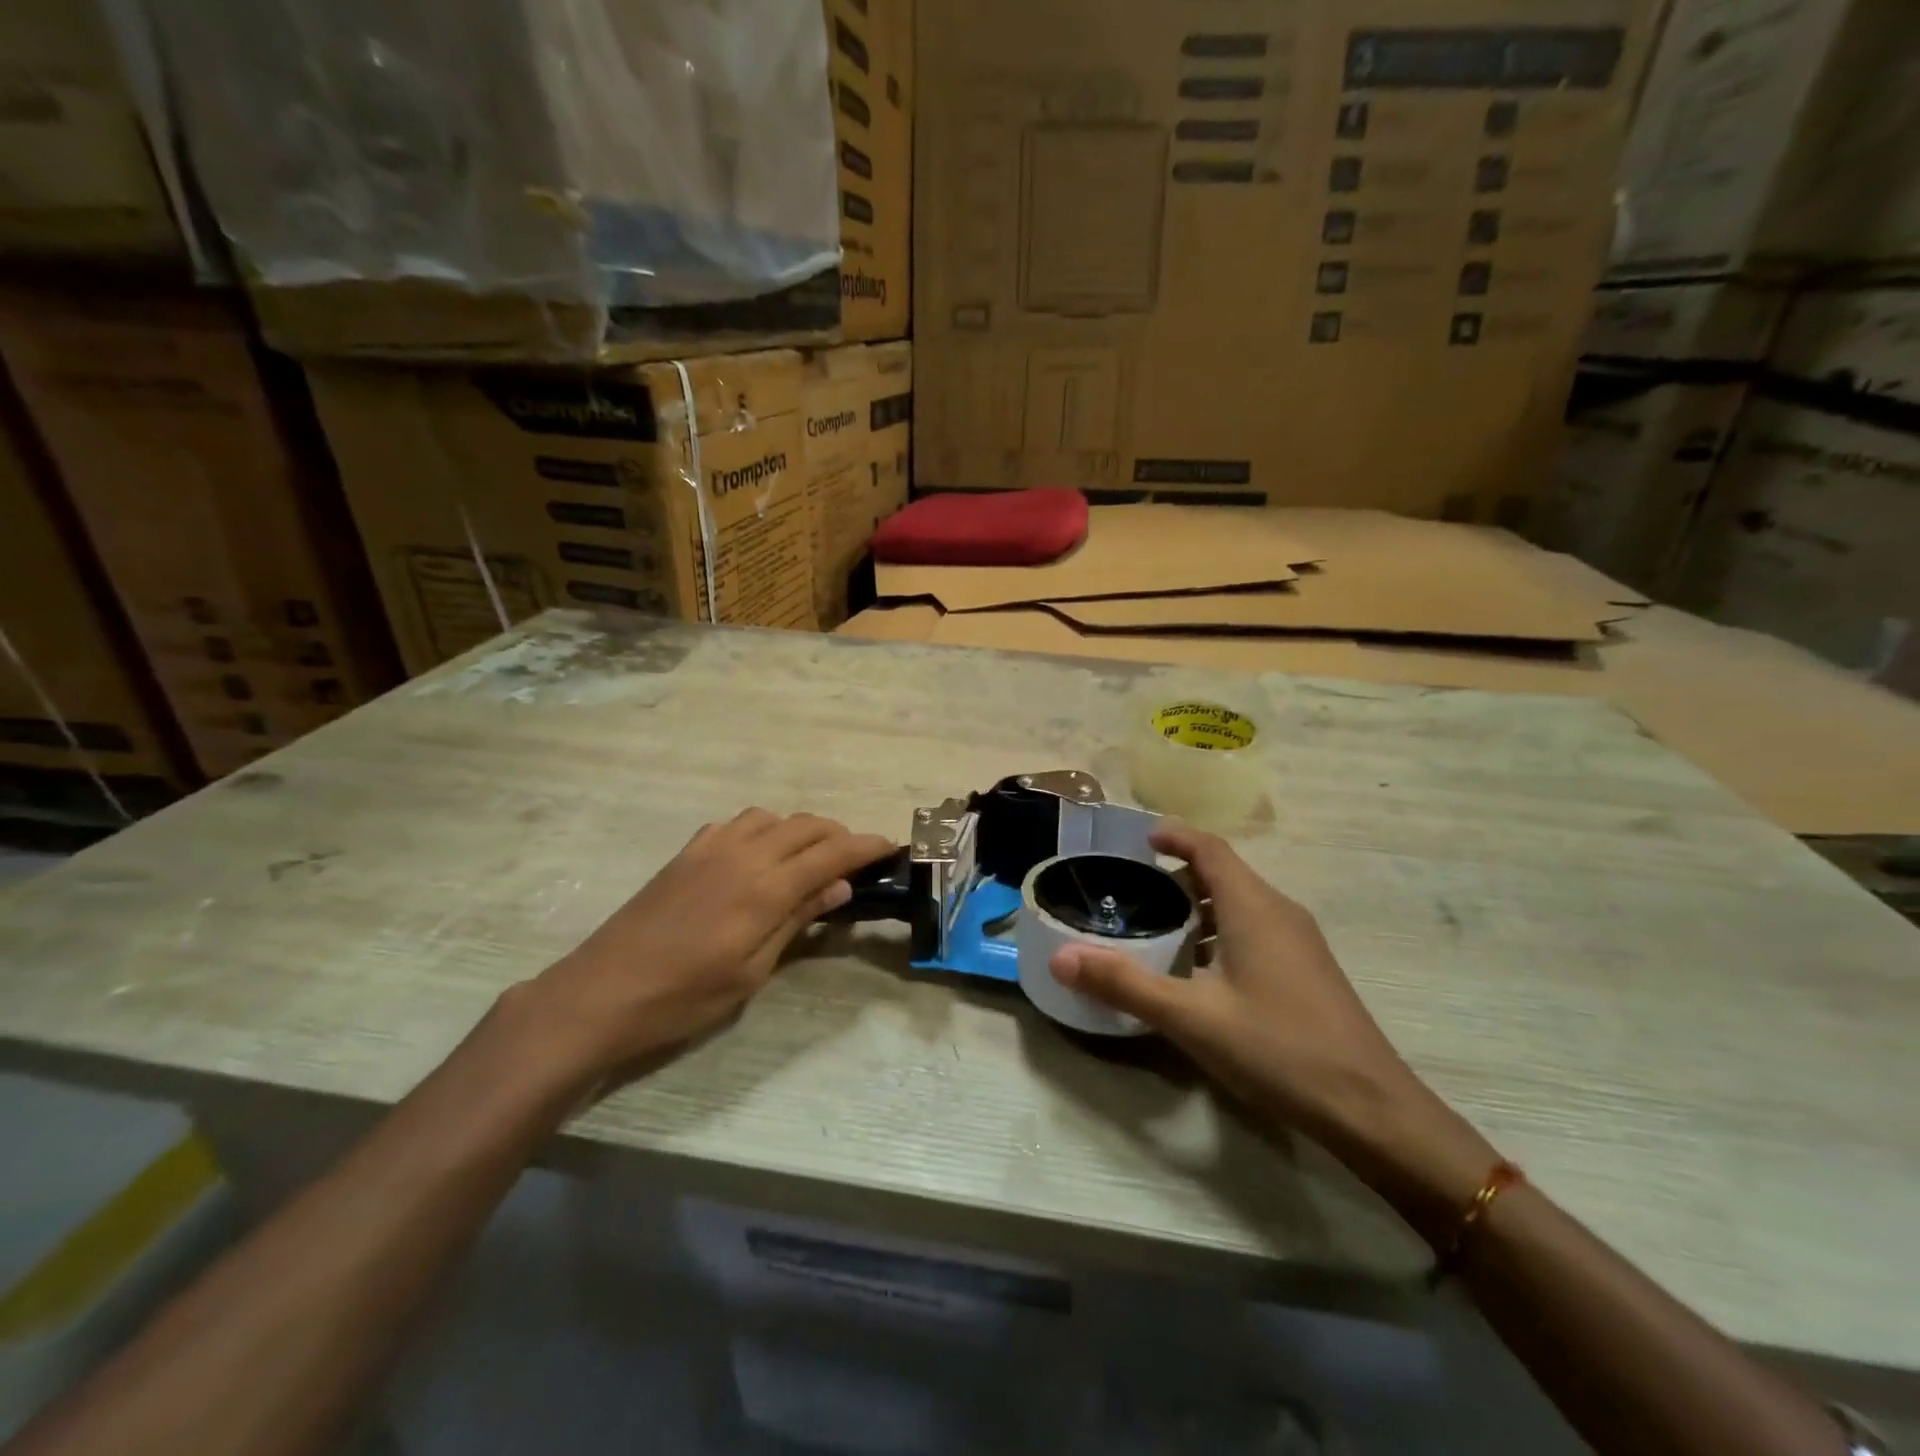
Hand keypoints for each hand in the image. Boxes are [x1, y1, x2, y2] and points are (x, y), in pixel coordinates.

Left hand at [510, 809, 894, 1080]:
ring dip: (799, 829)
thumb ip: (796, 919)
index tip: (891, 846)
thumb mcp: (752, 970)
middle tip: (855, 859)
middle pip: (805, 825)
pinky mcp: (686, 854)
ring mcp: (710, 849)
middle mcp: (742, 855)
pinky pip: (735, 825)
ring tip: (808, 858)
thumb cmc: (684, 996)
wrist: (601, 992)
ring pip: (771, 817)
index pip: (831, 853)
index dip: (866, 846)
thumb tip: (839, 885)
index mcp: (764, 888)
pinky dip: (761, 831)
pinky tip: (757, 857)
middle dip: (838, 835)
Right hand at [1049, 825, 1421, 1137]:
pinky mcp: (1308, 971)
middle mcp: (1280, 912)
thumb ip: (1124, 984)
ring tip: (1158, 932)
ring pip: (1241, 904)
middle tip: (1133, 894)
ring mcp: (1300, 943)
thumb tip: (1060, 958)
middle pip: (1224, 874)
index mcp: (1253, 907)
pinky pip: (1256, 930)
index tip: (1140, 841)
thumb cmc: (1279, 1049)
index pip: (1210, 848)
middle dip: (1178, 877)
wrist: (1372, 1110)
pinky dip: (1221, 933)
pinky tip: (1200, 974)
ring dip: (1199, 908)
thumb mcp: (1191, 1017)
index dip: (1174, 836)